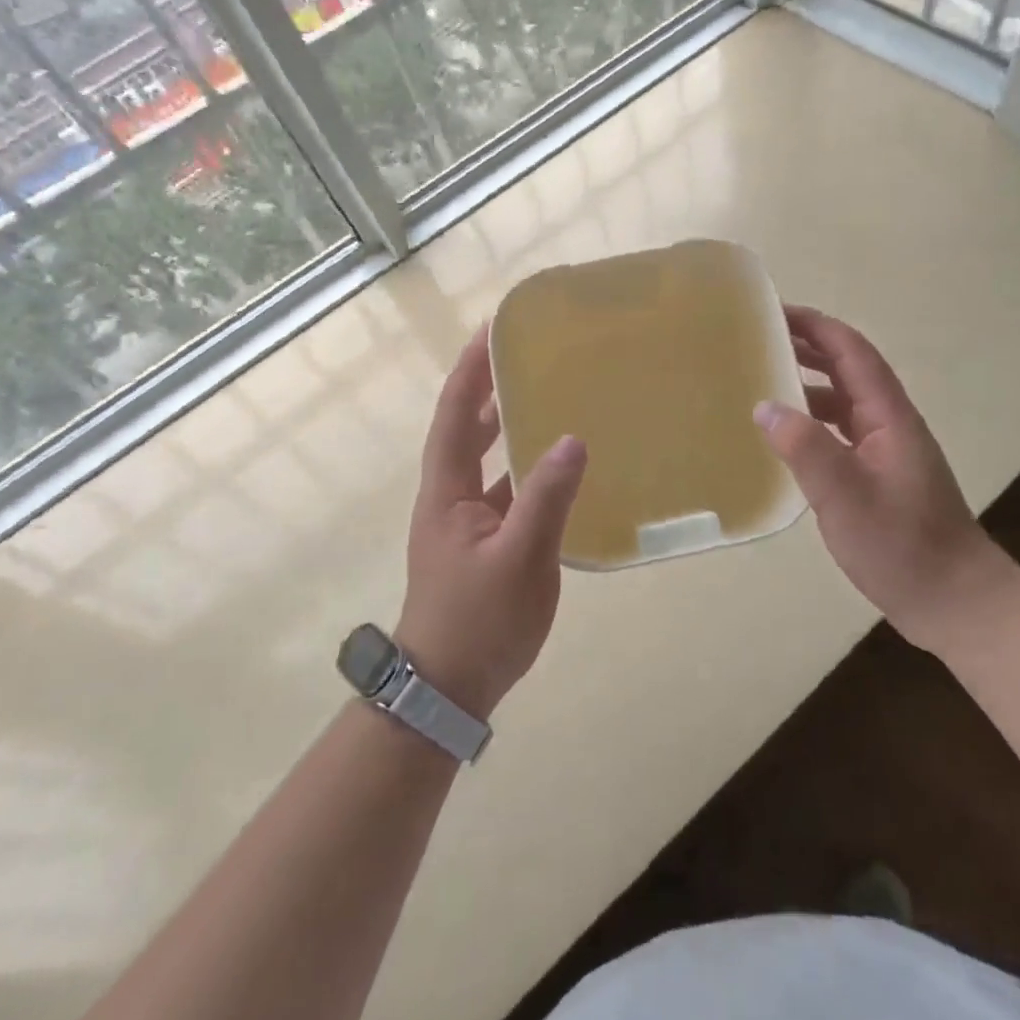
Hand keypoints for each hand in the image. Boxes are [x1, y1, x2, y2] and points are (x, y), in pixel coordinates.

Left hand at [398, 323, 587, 718]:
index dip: (470, 370)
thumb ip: (545, 499)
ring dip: (509, 424)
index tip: (491, 329)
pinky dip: (526, 468)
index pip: (456, 414)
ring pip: (488, 458)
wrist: (449, 690)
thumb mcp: (519, 560)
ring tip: (547, 393)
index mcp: (448, 490)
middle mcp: (452, 496)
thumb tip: (571, 439)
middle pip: (467, 428)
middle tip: (525, 352)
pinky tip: (559, 464)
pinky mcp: (486, 541)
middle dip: (489, 387)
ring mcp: (468, 520)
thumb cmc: (478, 621)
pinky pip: (507, 488)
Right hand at [754, 305, 1012, 653]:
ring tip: (761, 379)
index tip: (774, 311)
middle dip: (807, 346)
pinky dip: (811, 421)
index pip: (852, 352)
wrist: (956, 601)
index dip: (816, 326)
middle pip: (847, 369)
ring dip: (807, 383)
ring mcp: (885, 451)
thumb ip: (806, 448)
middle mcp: (889, 424)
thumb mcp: (846, 497)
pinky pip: (839, 432)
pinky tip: (785, 436)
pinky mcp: (878, 476)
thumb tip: (764, 406)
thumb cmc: (904, 546)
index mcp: (889, 416)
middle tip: (758, 339)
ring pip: (842, 401)